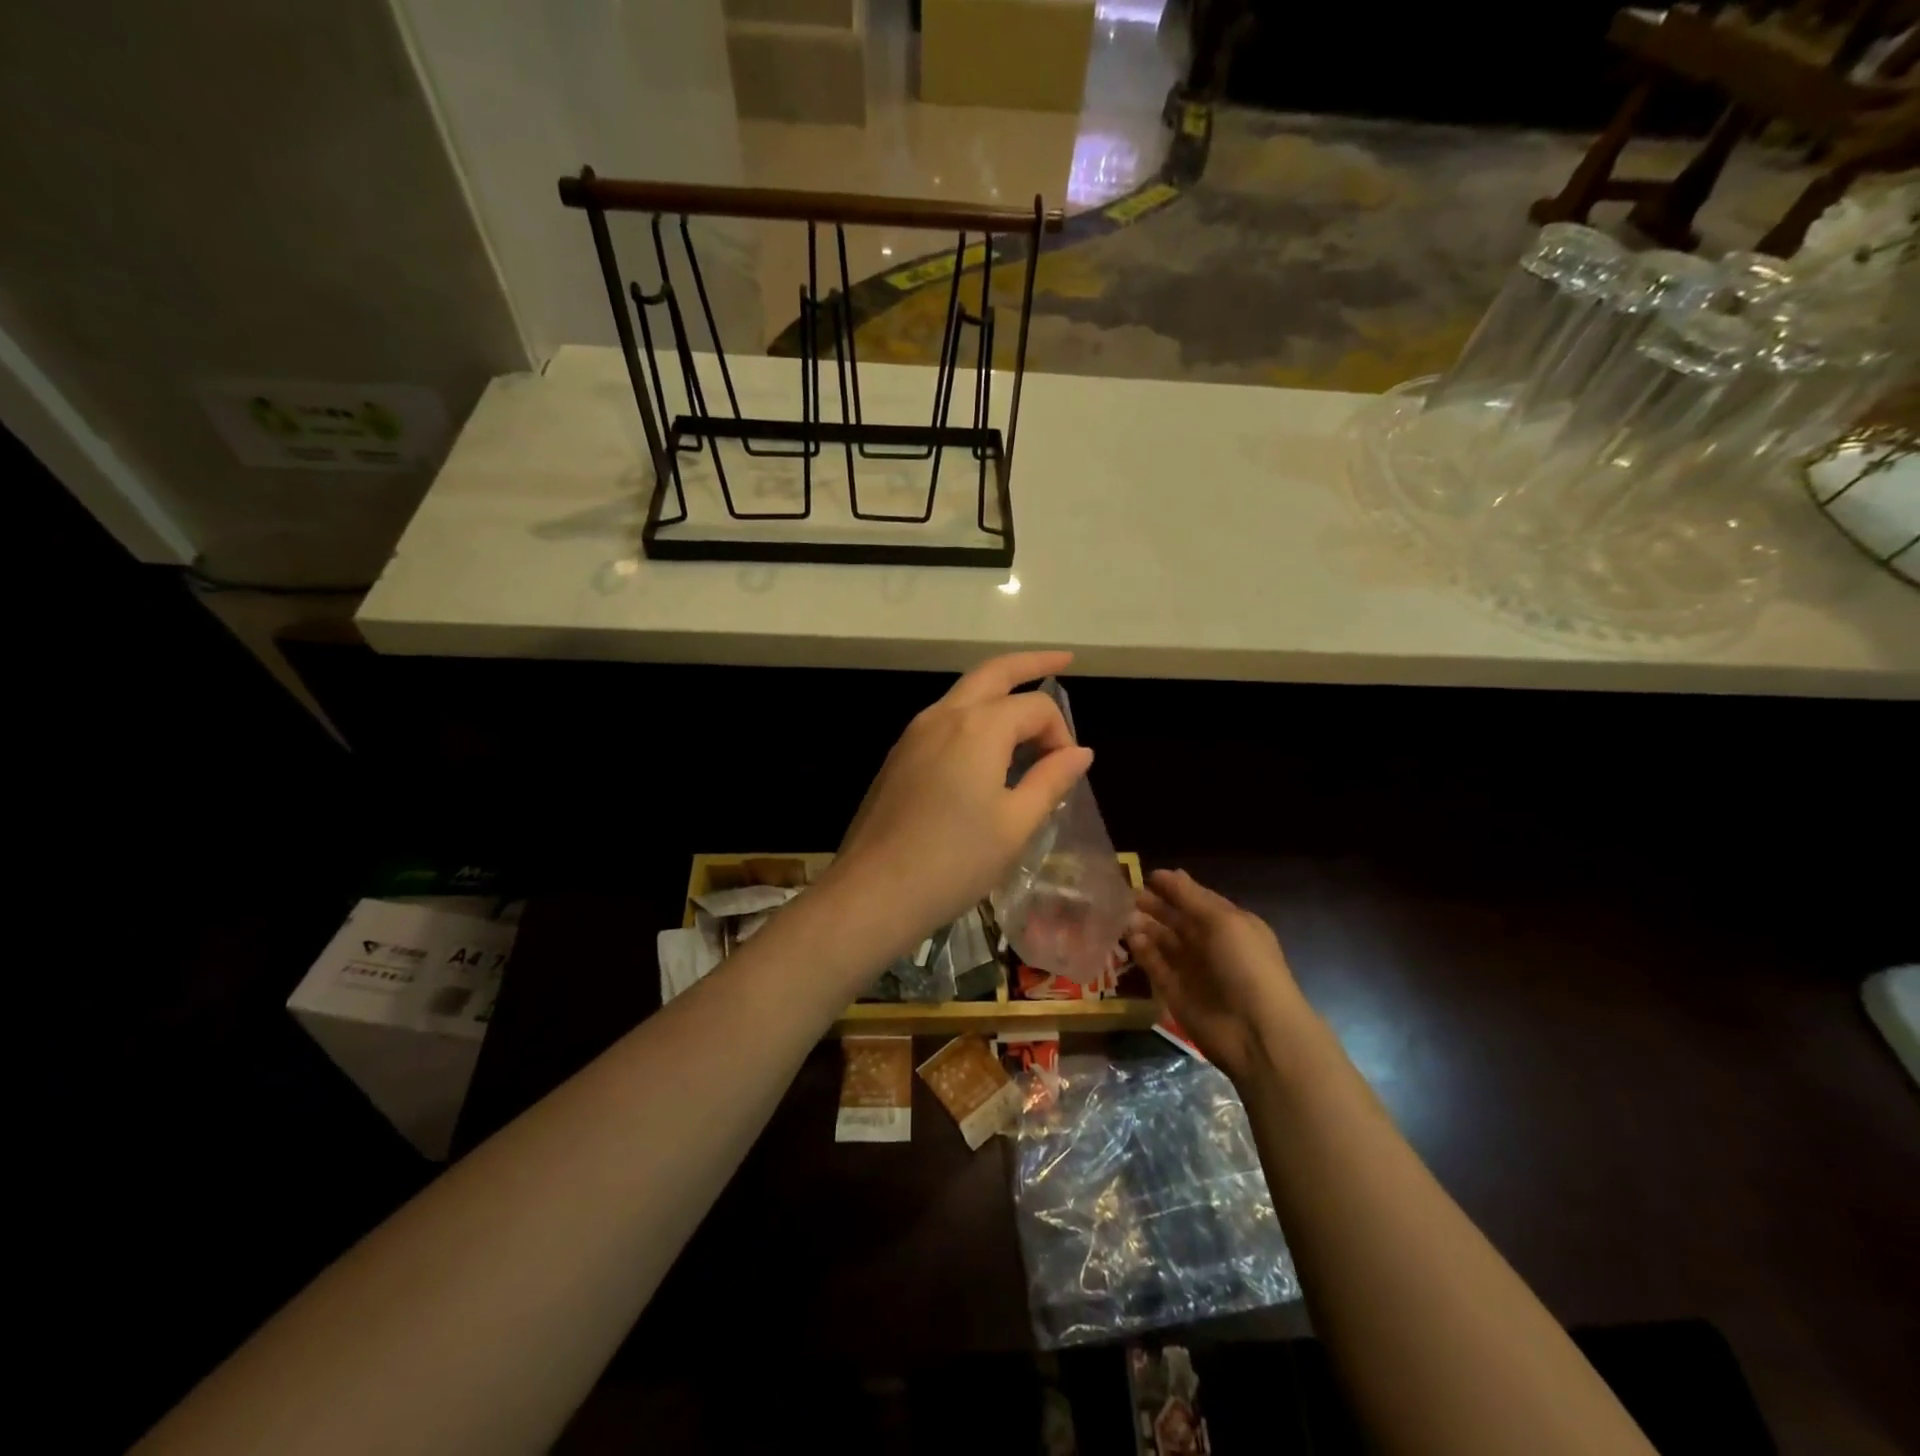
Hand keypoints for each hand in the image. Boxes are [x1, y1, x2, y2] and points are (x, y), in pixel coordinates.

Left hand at [828, 651, 1094, 957]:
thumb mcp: (1016, 824)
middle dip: (1031, 663)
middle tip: (1063, 659)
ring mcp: (914, 732)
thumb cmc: (954, 861)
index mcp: (979, 726)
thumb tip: (1080, 752)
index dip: (1061, 734)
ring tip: (1027, 711)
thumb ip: (1051, 780)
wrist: (874, 892)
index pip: (1035, 707)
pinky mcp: (899, 755)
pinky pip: (945, 719)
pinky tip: (988, 747)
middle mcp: (943, 715)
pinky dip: (975, 717)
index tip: (1066, 773)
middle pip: (994, 673)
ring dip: (999, 691)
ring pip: (965, 693)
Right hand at [1128, 869, 1307, 1083]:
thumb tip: (1167, 872)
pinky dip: (1143, 952)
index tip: (1145, 876)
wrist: (1256, 1031)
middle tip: (1126, 895)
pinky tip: (1131, 938)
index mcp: (1230, 924)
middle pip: (1177, 920)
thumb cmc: (1245, 964)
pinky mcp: (1176, 993)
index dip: (1173, 887)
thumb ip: (1190, 897)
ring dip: (1145, 927)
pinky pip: (1155, 966)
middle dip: (1154, 906)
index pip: (1196, 899)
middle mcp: (1210, 944)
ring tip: (1122, 916)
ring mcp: (1192, 970)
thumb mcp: (1222, 921)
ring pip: (1163, 942)